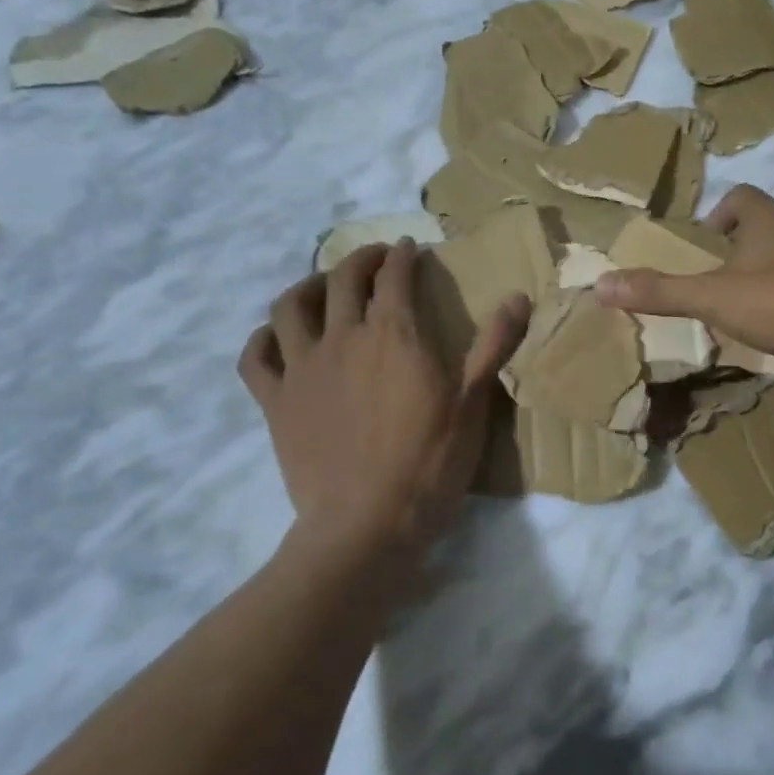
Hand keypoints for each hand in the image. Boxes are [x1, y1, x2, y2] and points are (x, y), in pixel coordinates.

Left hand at [238, 241, 529, 557]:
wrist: (367, 524)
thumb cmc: (429, 463)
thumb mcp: (473, 403)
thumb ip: (493, 344)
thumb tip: (518, 295)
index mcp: (393, 334)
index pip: (395, 276)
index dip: (403, 256)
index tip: (411, 250)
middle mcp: (342, 337)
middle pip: (343, 279)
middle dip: (362, 259)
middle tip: (376, 259)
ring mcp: (302, 368)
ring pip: (290, 307)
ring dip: (308, 287)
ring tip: (323, 288)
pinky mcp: (276, 402)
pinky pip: (255, 358)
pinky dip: (262, 339)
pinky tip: (275, 338)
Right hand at [594, 185, 773, 369]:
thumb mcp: (712, 298)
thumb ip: (659, 292)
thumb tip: (600, 284)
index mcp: (768, 217)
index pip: (741, 197)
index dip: (720, 215)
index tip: (709, 243)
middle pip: (770, 222)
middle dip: (747, 243)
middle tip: (728, 275)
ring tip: (762, 300)